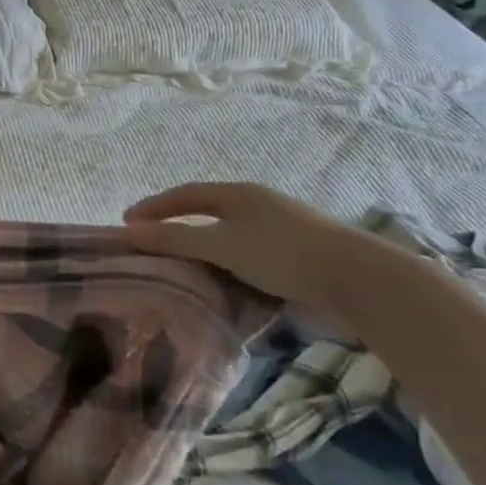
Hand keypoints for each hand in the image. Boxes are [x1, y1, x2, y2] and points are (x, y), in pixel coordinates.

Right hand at [122, 183, 409, 335]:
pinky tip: (221, 291)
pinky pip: (248, 264)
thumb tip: (129, 232)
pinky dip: (229, 273)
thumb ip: (174, 239)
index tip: (126, 223)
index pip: (184, 194)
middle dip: (177, 230)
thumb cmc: (281, 253)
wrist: (359, 282)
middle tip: (150, 248)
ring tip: (180, 273)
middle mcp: (257, 208)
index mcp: (237, 194)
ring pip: (229, 242)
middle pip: (206, 216)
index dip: (154, 207)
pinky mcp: (296, 261)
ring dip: (204, 256)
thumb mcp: (220, 245)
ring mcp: (279, 234)